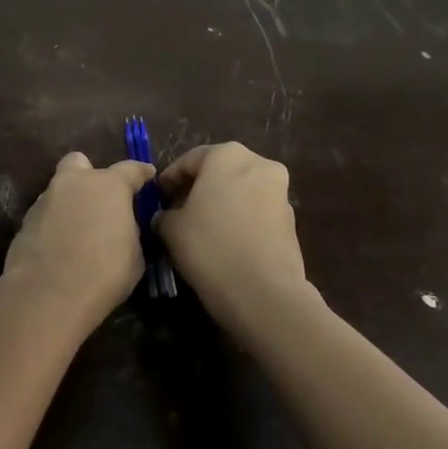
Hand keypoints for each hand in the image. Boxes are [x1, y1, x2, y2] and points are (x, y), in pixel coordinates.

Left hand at [0, 152, 153, 333]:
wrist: (48, 294)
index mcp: (108, 186)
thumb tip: (121, 228)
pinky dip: (53, 224)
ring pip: (58, 190)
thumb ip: (129, 230)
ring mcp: (44, 201)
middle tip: (99, 199)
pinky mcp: (24, 222)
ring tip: (79, 231)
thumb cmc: (104, 272)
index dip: (141, 173)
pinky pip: (45, 215)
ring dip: (70, 202)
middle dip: (89, 174)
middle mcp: (73, 184)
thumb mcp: (134, 254)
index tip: (147, 175)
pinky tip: (59, 247)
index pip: (130, 169)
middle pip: (79, 163)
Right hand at [155, 143, 308, 328]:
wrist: (263, 292)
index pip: (188, 160)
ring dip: (219, 204)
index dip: (168, 180)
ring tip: (199, 230)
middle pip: (219, 171)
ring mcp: (280, 192)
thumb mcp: (170, 228)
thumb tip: (167, 217)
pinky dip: (238, 219)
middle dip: (197, 189)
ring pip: (239, 191)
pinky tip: (223, 243)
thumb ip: (164, 214)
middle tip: (176, 212)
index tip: (157, 199)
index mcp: (227, 156)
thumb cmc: (209, 247)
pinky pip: (255, 211)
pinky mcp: (290, 220)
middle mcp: (259, 164)